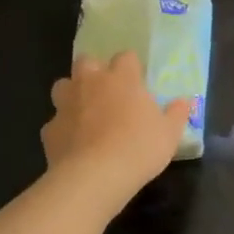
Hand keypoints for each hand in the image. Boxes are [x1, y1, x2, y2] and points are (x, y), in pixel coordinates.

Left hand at [42, 52, 191, 196]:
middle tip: (107, 91)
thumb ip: (176, 114)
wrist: (94, 176)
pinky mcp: (49, 129)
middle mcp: (90, 83)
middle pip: (86, 61)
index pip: (125, 57)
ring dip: (72, 94)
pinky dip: (63, 129)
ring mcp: (66, 104)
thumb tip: (183, 101)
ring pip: (63, 86)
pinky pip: (55, 122)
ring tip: (84, 112)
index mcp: (121, 78)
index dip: (131, 68)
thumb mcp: (169, 134)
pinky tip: (73, 144)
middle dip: (94, 71)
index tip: (137, 82)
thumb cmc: (138, 148)